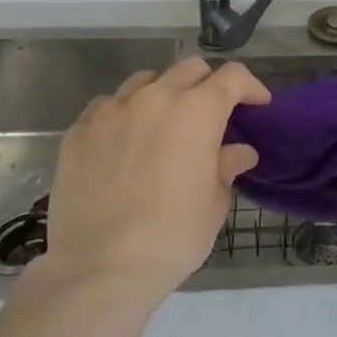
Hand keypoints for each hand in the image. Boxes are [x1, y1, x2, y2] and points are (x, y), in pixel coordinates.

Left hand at [21, 57, 268, 305]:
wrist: (100, 267)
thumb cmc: (172, 236)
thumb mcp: (214, 203)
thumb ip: (226, 166)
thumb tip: (238, 152)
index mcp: (197, 112)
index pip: (232, 77)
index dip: (250, 86)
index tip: (257, 104)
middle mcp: (155, 98)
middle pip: (189, 69)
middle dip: (208, 84)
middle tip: (212, 114)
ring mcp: (112, 110)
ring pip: (145, 80)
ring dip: (164, 93)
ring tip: (164, 123)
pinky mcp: (79, 130)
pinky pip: (108, 105)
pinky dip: (125, 113)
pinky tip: (124, 140)